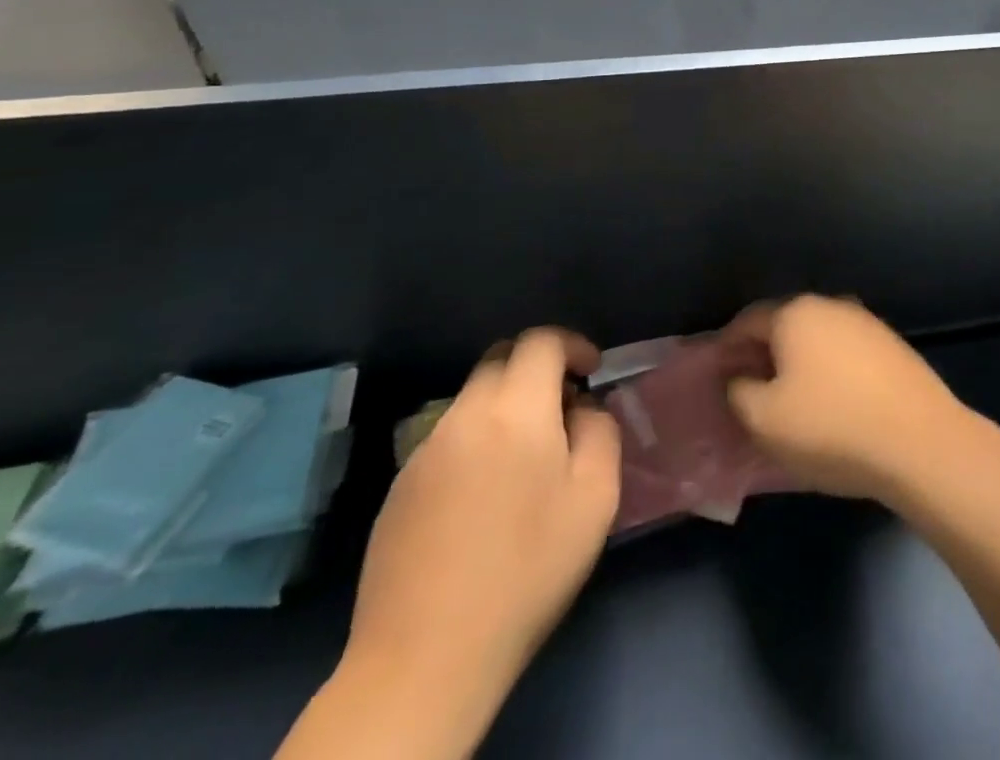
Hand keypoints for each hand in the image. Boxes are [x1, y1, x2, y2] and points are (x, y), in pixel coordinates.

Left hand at [347, 328, 621, 693]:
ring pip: (472, 398)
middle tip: (562, 407)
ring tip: (527, 456)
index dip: (572, 345)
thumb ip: (600, 431)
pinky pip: (448, 438)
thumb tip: (583, 409)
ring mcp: (424, 452)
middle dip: (537, 367)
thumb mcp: (596, 496)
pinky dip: (477, 440)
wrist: (425, 658)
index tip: (591, 373)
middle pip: (500, 358)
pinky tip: (486, 494)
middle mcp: (464, 416)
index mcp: (515, 410)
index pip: (540, 340)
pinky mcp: (399, 490)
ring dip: (505, 405)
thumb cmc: (528, 569)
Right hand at [720, 296, 980, 507]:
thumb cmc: (831, 426)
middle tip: (746, 390)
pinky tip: (829, 401)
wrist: (919, 440)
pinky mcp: (892, 346)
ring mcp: (867, 323)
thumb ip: (739, 393)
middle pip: (784, 325)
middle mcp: (832, 305)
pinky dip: (828, 370)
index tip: (715, 375)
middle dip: (762, 353)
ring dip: (797, 362)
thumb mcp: (764, 420)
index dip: (726, 348)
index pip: (748, 321)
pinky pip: (844, 353)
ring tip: (787, 399)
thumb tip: (740, 378)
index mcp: (796, 313)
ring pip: (817, 338)